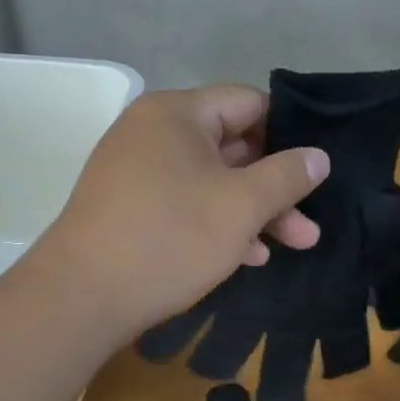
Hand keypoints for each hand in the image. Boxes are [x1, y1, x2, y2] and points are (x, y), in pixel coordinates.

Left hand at [39, 85, 328, 335]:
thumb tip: (319, 156)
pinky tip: (249, 256)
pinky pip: (184, 202)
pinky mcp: (128, 207)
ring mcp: (136, 170)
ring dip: (253, 211)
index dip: (288, 132)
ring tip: (295, 244)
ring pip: (210, 180)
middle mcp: (152, 131)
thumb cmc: (169, 238)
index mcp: (177, 112)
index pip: (248, 102)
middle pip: (231, 145)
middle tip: (310, 222)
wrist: (81, 297)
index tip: (315, 168)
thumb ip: (286, 176)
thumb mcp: (240, 206)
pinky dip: (217, 222)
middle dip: (275, 186)